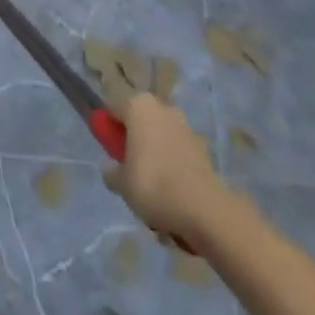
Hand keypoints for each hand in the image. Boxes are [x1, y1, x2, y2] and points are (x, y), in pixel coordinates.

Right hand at [103, 94, 238, 245]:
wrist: (205, 209)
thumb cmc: (154, 186)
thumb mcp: (121, 183)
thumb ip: (111, 172)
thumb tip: (112, 168)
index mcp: (137, 105)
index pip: (113, 110)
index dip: (109, 131)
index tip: (111, 154)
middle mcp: (161, 107)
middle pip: (139, 122)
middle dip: (134, 142)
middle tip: (131, 171)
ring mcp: (184, 126)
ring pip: (159, 137)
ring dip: (155, 154)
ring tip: (154, 188)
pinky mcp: (201, 147)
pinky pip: (178, 153)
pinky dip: (173, 166)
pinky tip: (173, 193)